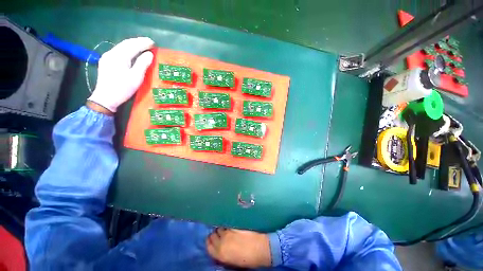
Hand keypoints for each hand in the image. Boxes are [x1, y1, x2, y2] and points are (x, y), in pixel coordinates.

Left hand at [88, 37, 154, 112]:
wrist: (105, 98)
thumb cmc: (122, 88)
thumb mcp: (136, 77)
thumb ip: (142, 64)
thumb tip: (149, 54)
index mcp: (119, 56)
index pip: (132, 45)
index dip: (143, 43)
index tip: (153, 43)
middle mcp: (111, 53)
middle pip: (126, 44)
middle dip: (138, 42)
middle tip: (149, 43)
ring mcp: (107, 57)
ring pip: (121, 47)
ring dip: (132, 45)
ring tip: (142, 46)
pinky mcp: (106, 62)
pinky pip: (118, 52)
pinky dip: (127, 50)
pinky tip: (132, 52)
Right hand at [206, 228, 270, 268]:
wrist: (260, 249)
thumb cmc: (247, 259)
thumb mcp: (231, 260)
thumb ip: (222, 253)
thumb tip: (219, 246)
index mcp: (220, 254)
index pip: (209, 245)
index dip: (209, 242)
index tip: (211, 239)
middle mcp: (222, 241)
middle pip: (213, 235)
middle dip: (215, 234)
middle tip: (219, 234)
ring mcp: (229, 232)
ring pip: (220, 227)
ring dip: (221, 228)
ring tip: (226, 229)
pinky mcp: (235, 225)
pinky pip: (227, 223)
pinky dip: (227, 225)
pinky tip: (230, 226)